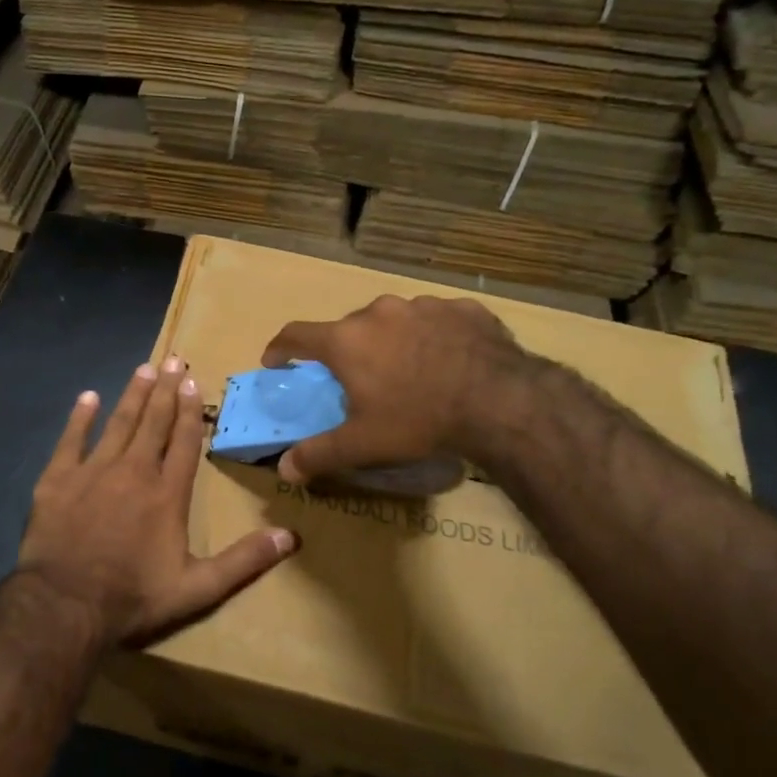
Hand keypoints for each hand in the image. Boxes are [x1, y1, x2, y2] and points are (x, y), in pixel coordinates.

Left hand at [19, 355, 298, 647]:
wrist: (65, 604)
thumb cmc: (133, 597)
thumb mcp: (197, 588)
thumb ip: (243, 561)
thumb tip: (290, 537)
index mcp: (167, 493)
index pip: (183, 441)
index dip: (189, 411)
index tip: (192, 381)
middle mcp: (133, 471)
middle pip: (154, 422)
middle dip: (165, 390)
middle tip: (173, 359)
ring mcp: (93, 471)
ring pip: (118, 423)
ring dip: (133, 395)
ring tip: (144, 369)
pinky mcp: (57, 479)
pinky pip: (71, 439)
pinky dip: (80, 417)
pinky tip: (88, 397)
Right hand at [262, 295, 538, 483]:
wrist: (500, 401)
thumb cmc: (418, 420)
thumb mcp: (363, 444)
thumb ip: (319, 455)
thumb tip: (284, 470)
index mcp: (347, 340)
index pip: (296, 334)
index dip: (281, 348)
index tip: (276, 361)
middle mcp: (379, 312)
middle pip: (349, 328)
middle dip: (347, 351)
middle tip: (357, 380)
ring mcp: (423, 305)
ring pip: (394, 321)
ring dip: (392, 341)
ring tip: (409, 371)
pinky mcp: (462, 308)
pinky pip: (436, 320)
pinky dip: (432, 337)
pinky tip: (448, 361)